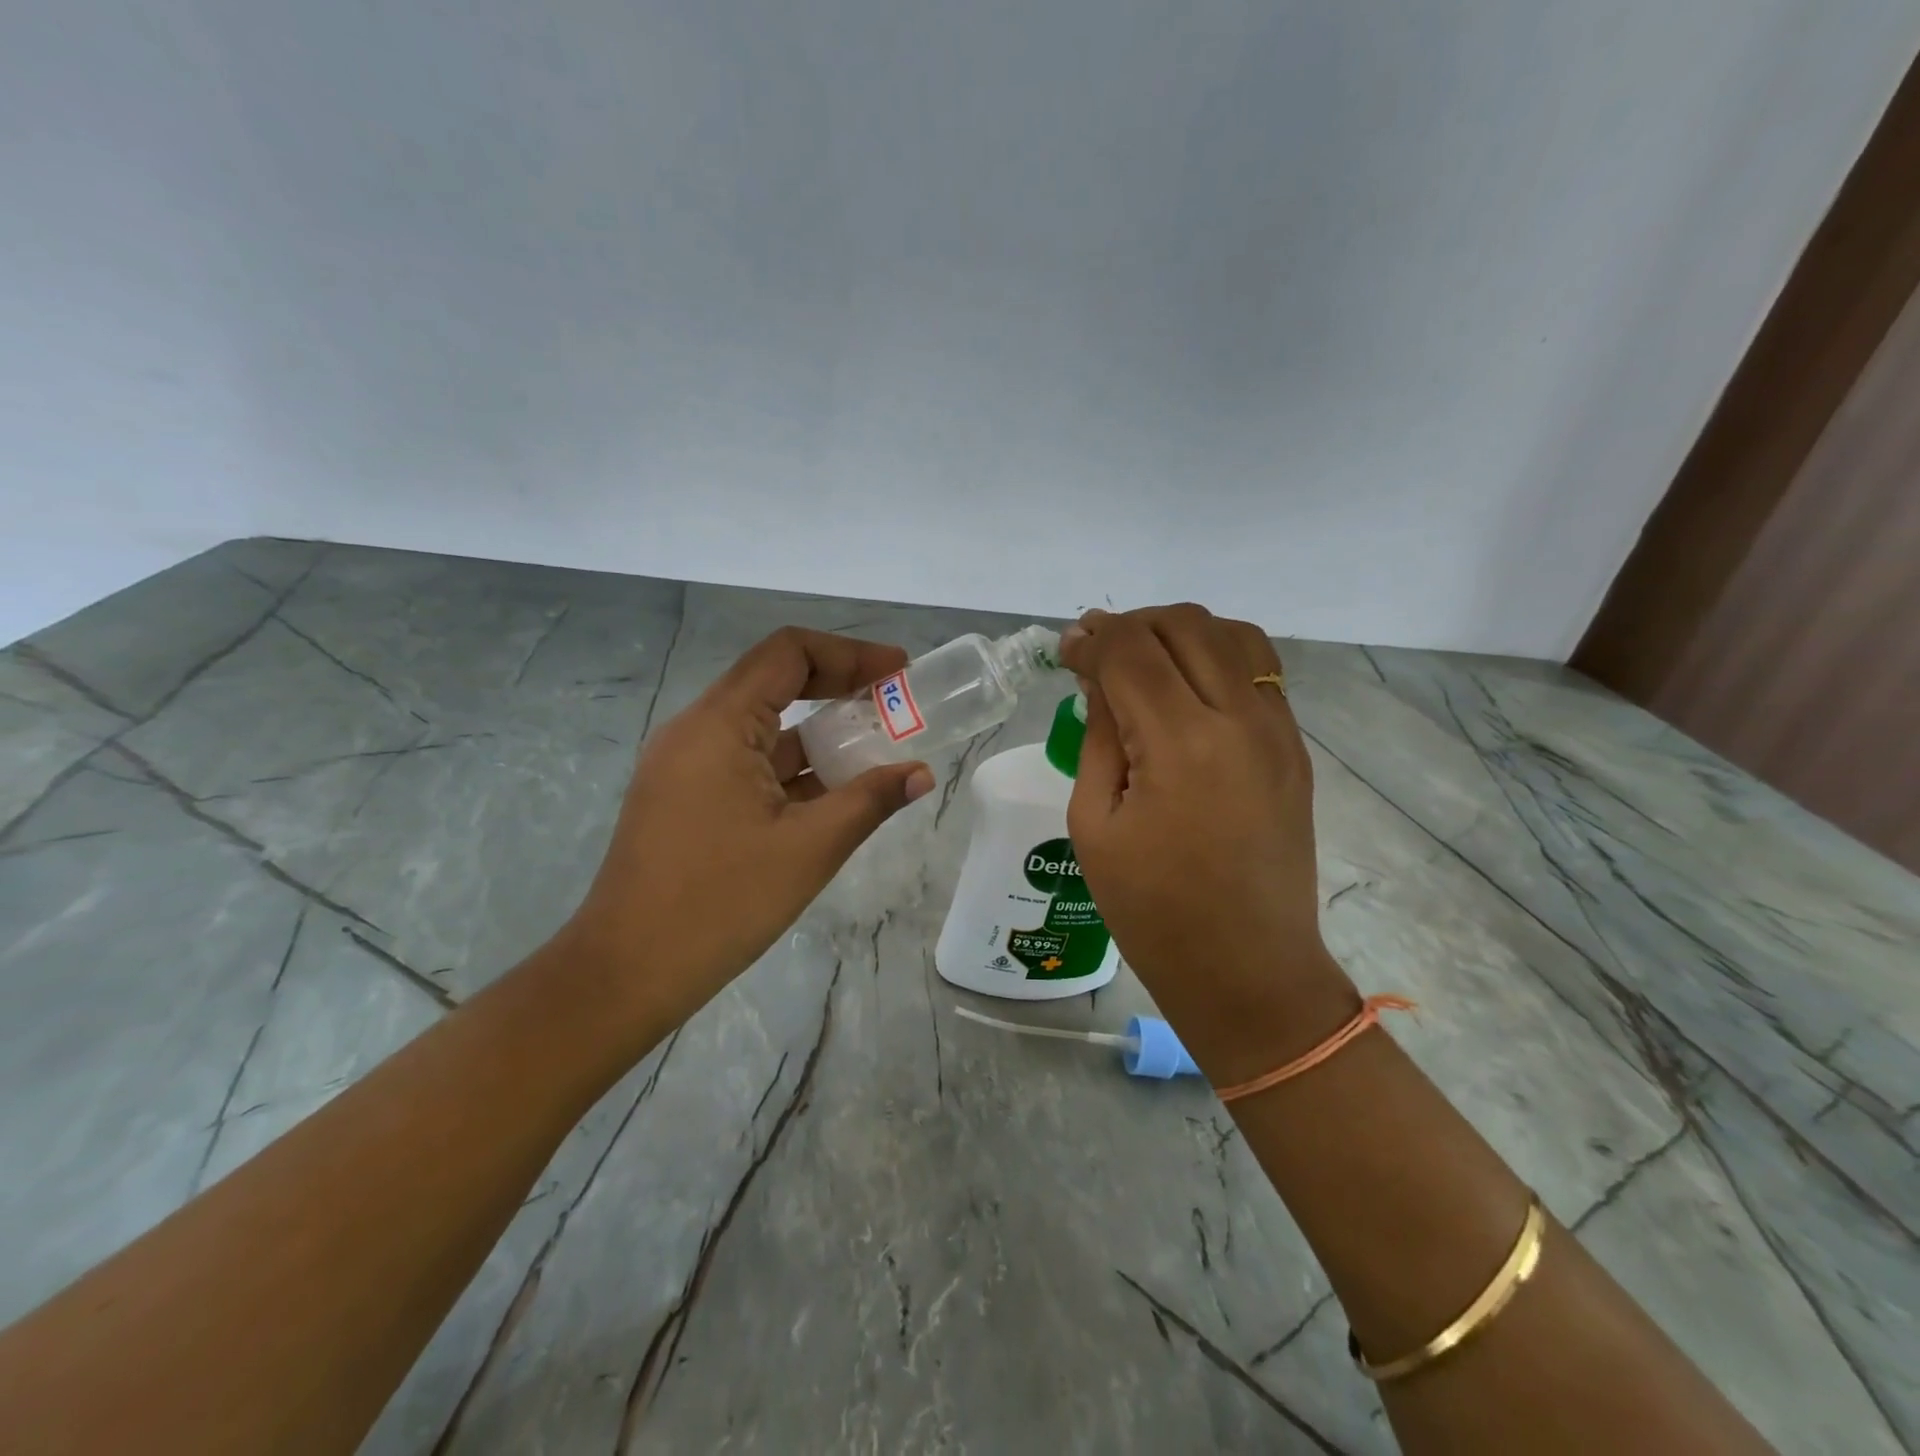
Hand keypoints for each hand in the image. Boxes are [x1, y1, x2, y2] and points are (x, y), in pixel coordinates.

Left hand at [563, 628, 935, 1031]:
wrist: (626, 972)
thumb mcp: (808, 849)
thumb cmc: (720, 903)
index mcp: (719, 725)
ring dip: (819, 732)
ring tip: (877, 749)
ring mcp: (686, 766)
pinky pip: (748, 763)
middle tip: (895, 705)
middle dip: (840, 688)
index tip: (898, 672)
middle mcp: (696, 731)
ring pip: (763, 727)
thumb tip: (921, 776)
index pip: (788, 653)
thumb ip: (869, 801)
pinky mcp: (686, 798)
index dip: (850, 654)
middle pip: (775, 682)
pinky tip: (834, 791)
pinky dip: (793, 767)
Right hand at [1059, 606, 1356, 1078]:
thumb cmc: (1152, 912)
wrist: (1248, 970)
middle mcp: (1239, 719)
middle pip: (1183, 624)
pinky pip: (1260, 671)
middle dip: (1131, 625)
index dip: (1090, 639)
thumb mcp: (1094, 824)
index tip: (1066, 650)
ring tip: (1146, 660)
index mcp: (1179, 743)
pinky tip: (1188, 686)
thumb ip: (1099, 736)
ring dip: (1179, 632)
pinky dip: (1218, 656)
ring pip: (1232, 633)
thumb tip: (1099, 680)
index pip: (1130, 650)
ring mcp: (1278, 730)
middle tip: (1098, 653)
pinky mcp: (1295, 747)